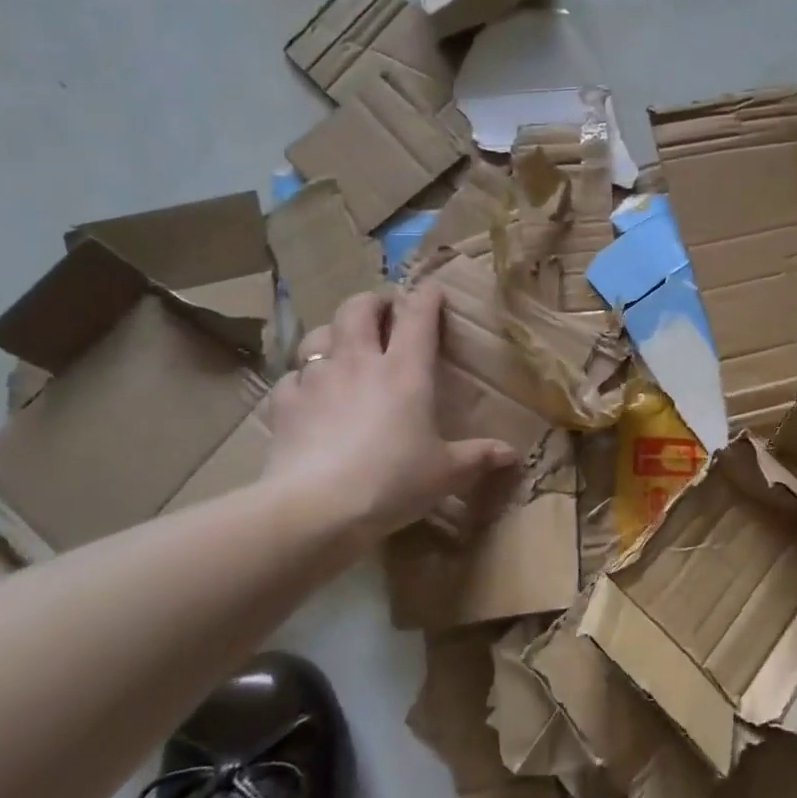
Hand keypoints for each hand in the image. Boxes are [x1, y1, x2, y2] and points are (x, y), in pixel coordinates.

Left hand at [265, 285, 518, 545]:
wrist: (317, 509)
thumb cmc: (392, 482)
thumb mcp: (444, 473)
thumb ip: (478, 457)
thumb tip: (512, 454)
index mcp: (405, 371)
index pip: (418, 316)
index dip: (426, 296)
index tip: (432, 289)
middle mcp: (359, 362)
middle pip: (359, 308)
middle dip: (372, 302)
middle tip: (382, 311)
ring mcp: (316, 379)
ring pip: (319, 334)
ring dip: (333, 333)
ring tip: (341, 346)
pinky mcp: (284, 403)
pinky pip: (291, 378)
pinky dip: (301, 380)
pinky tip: (307, 396)